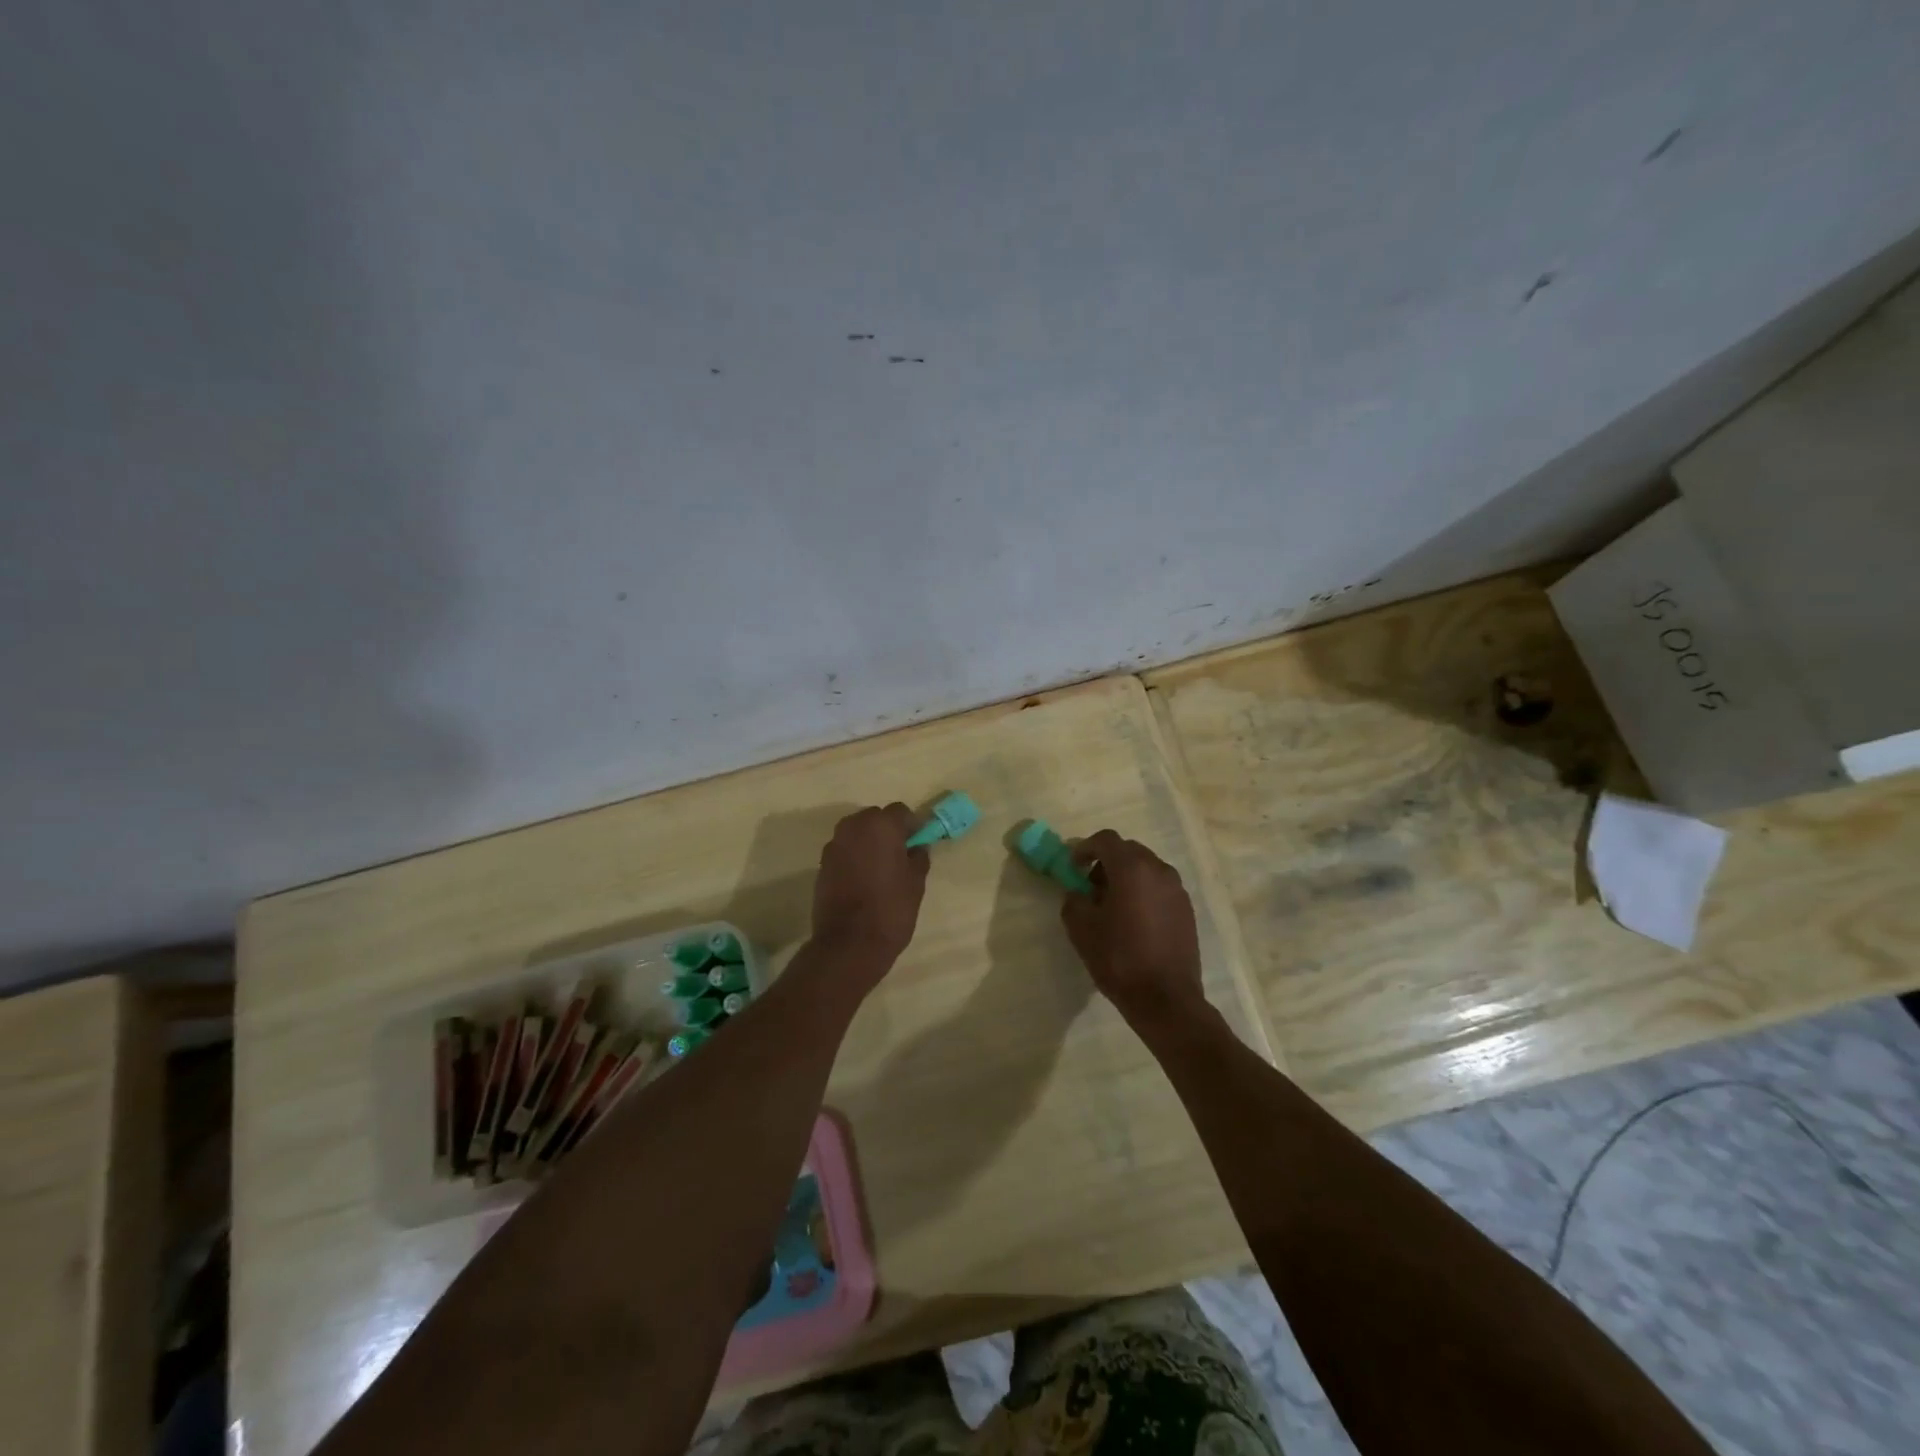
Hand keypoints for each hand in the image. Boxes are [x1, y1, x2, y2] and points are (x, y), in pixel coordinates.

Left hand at [809, 804, 929, 978]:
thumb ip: (918, 857)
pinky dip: (854, 857)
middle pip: (875, 818)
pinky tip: (863, 880)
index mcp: (881, 825)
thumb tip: (917, 847)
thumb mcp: (916, 883)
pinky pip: (844, 851)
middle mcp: (854, 827)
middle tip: (900, 855)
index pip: (900, 811)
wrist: (849, 943)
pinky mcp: (822, 864)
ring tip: (881, 869)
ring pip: (857, 833)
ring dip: (869, 843)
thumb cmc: (891, 909)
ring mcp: (834, 845)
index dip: (911, 825)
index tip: (918, 843)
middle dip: (888, 831)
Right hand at [1060, 830, 1207, 1031]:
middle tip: (1090, 886)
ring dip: (1126, 877)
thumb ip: (1074, 900)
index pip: (1106, 840)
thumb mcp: (1081, 928)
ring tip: (1112, 906)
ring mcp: (1177, 890)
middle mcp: (1159, 871)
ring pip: (1146, 869)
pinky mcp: (1187, 910)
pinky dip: (1143, 892)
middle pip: (1128, 851)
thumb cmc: (1119, 959)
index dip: (1085, 848)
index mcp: (1132, 869)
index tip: (1073, 866)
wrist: (1165, 999)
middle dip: (1106, 862)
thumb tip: (1078, 893)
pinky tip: (1133, 921)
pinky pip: (1159, 888)